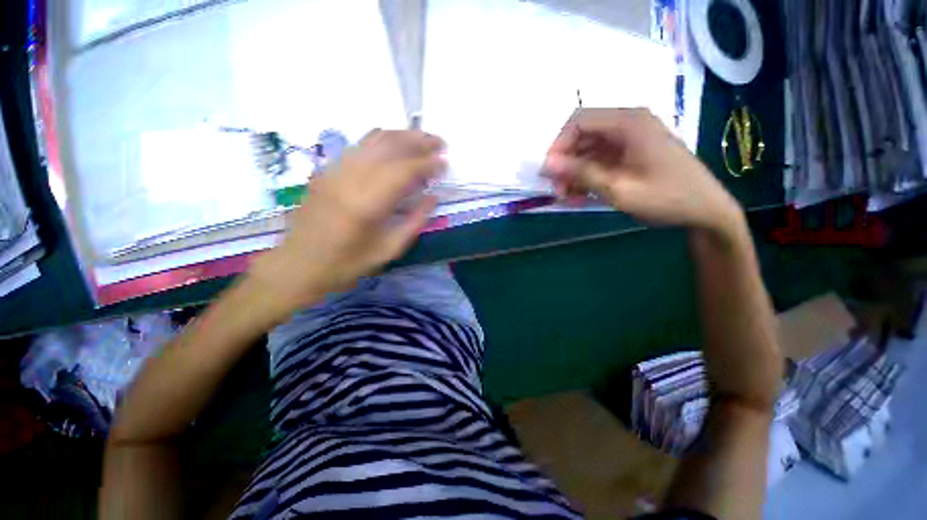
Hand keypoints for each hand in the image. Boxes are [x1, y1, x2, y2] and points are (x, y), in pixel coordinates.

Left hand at [248, 130, 444, 316]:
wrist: (298, 266)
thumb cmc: (346, 265)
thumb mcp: (388, 251)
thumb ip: (414, 222)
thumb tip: (432, 198)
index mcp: (365, 205)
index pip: (402, 172)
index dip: (426, 164)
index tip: (445, 162)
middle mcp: (348, 180)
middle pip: (388, 147)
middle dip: (418, 141)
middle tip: (439, 142)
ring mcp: (333, 171)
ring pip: (372, 140)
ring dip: (401, 135)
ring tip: (422, 138)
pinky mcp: (326, 170)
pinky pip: (358, 146)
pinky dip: (382, 140)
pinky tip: (395, 144)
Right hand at [544, 108, 743, 236]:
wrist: (706, 211)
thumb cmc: (666, 198)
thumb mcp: (618, 188)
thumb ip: (581, 173)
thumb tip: (547, 164)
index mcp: (629, 123)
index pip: (579, 121)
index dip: (558, 145)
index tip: (549, 173)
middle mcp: (629, 124)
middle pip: (583, 135)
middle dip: (566, 162)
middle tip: (558, 190)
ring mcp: (632, 138)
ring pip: (590, 149)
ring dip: (575, 172)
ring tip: (568, 197)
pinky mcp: (633, 152)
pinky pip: (602, 159)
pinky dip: (588, 176)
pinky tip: (582, 195)